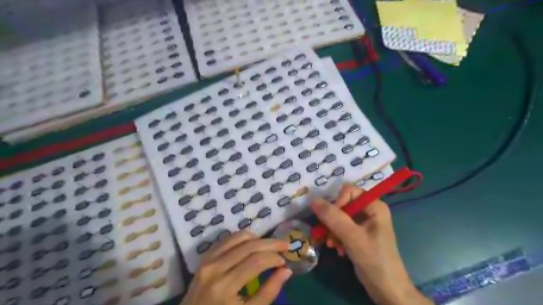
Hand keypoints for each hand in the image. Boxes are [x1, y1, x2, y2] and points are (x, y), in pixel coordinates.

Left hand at [181, 231, 292, 303]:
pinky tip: (252, 243)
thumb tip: (286, 270)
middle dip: (270, 243)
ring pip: (238, 237)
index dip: (274, 257)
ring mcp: (207, 260)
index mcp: (225, 286)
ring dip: (257, 238)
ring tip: (269, 245)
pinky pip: (227, 239)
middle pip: (249, 246)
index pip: (256, 262)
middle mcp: (215, 268)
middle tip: (285, 244)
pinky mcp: (205, 257)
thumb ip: (268, 292)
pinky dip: (242, 238)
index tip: (285, 261)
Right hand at [309, 183, 433, 304]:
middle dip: (332, 221)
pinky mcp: (358, 234)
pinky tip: (338, 250)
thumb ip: (333, 217)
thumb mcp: (352, 237)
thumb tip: (314, 200)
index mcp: (374, 206)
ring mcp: (364, 223)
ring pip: (339, 217)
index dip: (338, 202)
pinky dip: (337, 237)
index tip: (331, 219)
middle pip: (342, 205)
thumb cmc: (375, 260)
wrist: (387, 290)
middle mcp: (369, 211)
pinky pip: (341, 228)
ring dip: (333, 231)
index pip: (349, 191)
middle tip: (328, 235)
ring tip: (333, 245)